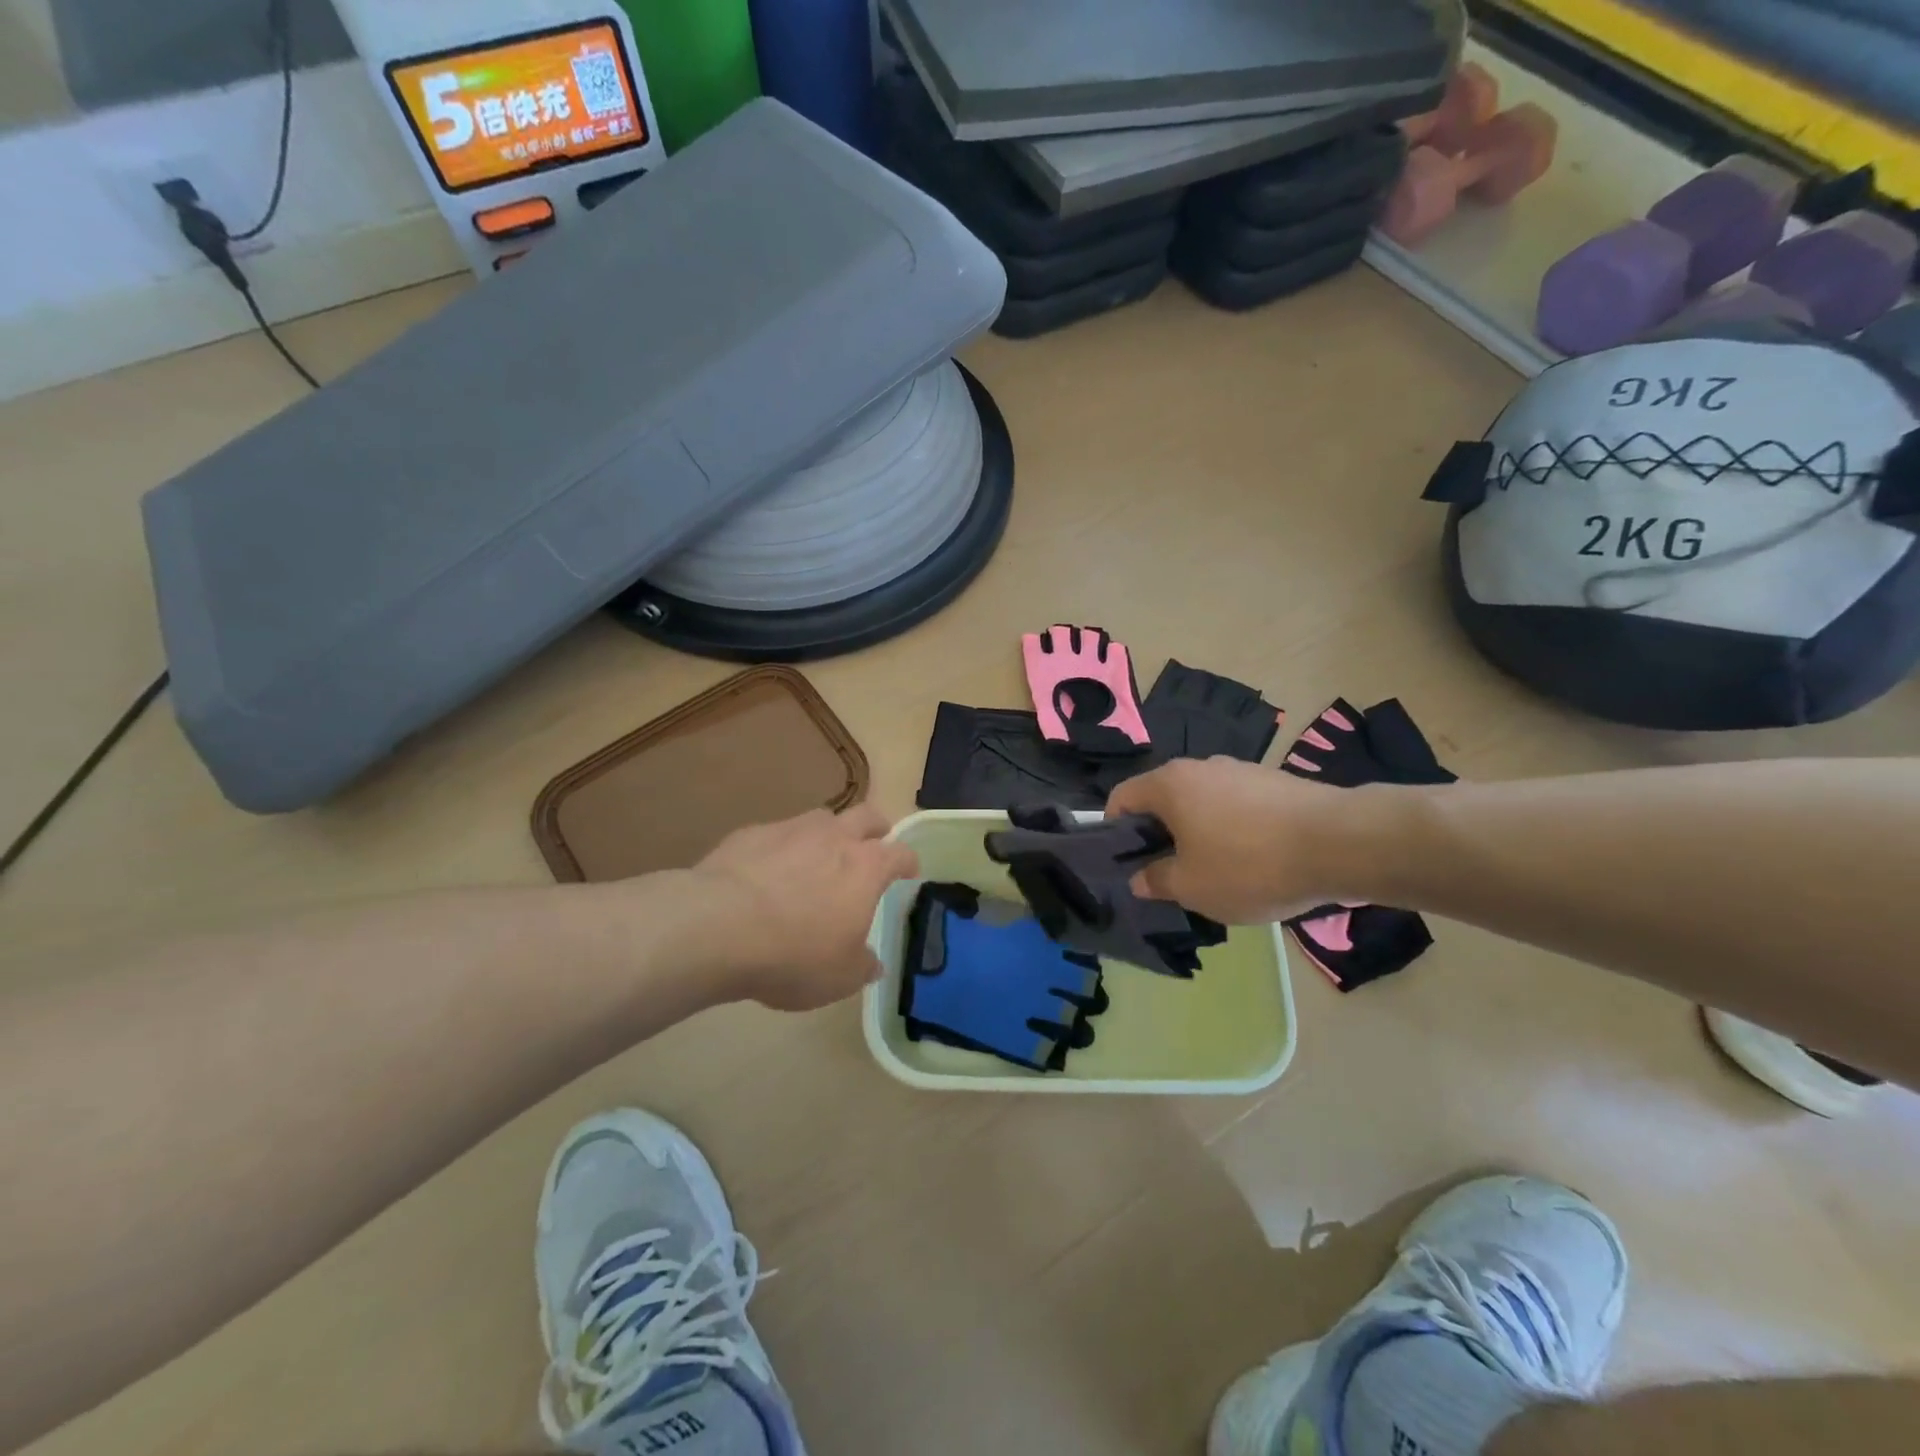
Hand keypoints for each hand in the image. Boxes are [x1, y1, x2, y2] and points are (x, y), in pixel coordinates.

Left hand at [689, 804, 919, 1010]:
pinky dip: (780, 848)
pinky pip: (776, 833)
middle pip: (866, 816)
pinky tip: (765, 872)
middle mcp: (834, 837)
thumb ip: (862, 966)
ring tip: (816, 857)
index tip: (909, 871)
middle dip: (875, 828)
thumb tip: (873, 963)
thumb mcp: (839, 977)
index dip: (908, 862)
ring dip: (827, 833)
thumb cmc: (794, 954)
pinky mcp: (751, 833)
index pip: (901, 854)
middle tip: (872, 843)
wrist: (718, 927)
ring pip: (821, 818)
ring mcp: (791, 829)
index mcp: (866, 868)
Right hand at [1104, 757, 1372, 922]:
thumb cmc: (1249, 864)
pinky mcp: (1275, 781)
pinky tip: (1256, 861)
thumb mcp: (1192, 887)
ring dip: (1199, 832)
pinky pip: (1237, 806)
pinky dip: (1234, 830)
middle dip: (1161, 835)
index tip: (1127, 862)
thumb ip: (1157, 881)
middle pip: (1163, 799)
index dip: (1115, 829)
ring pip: (1202, 802)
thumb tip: (1141, 878)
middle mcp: (1200, 766)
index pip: (1122, 797)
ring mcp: (1241, 770)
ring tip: (1219, 871)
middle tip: (1171, 873)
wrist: (1341, 842)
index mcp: (1169, 784)